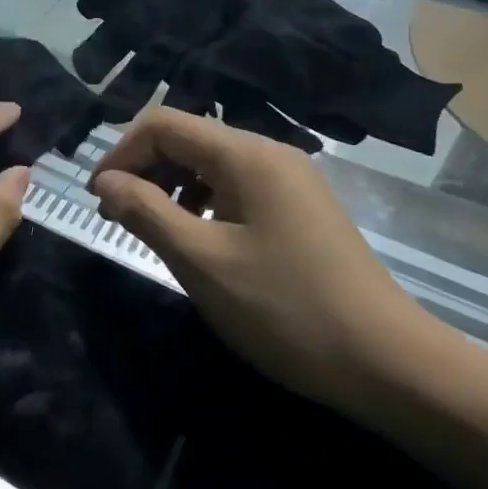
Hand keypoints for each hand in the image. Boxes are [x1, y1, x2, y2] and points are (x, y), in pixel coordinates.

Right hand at [91, 108, 444, 413]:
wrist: (390, 364)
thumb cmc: (286, 310)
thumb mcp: (202, 262)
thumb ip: (146, 212)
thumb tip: (105, 181)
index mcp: (246, 154)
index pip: (164, 124)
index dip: (122, 153)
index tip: (97, 198)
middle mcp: (269, 153)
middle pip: (188, 139)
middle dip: (145, 170)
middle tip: (116, 218)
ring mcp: (290, 180)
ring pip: (211, 165)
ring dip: (172, 188)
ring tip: (152, 231)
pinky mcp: (300, 208)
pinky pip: (237, 188)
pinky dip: (204, 204)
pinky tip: (200, 241)